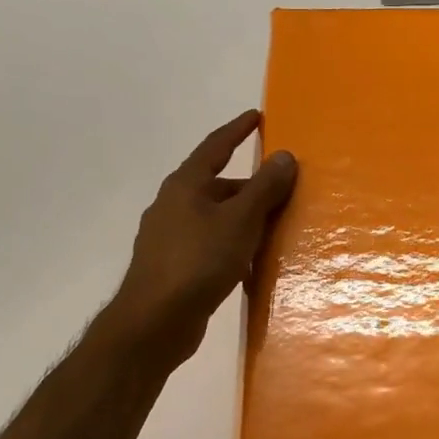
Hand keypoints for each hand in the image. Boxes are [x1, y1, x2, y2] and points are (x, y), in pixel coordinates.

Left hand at [104, 110, 296, 364]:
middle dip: (250, 186)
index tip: (256, 116)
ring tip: (274, 227)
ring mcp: (169, 236)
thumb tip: (284, 156)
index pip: (215, 146)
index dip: (237, 130)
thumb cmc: (199, 261)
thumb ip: (264, 188)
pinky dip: (233, 245)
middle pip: (218, 185)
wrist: (154, 321)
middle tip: (282, 188)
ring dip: (243, 218)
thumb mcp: (240, 220)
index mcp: (185, 185)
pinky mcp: (173, 265)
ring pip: (215, 217)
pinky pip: (210, 244)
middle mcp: (173, 204)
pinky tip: (250, 263)